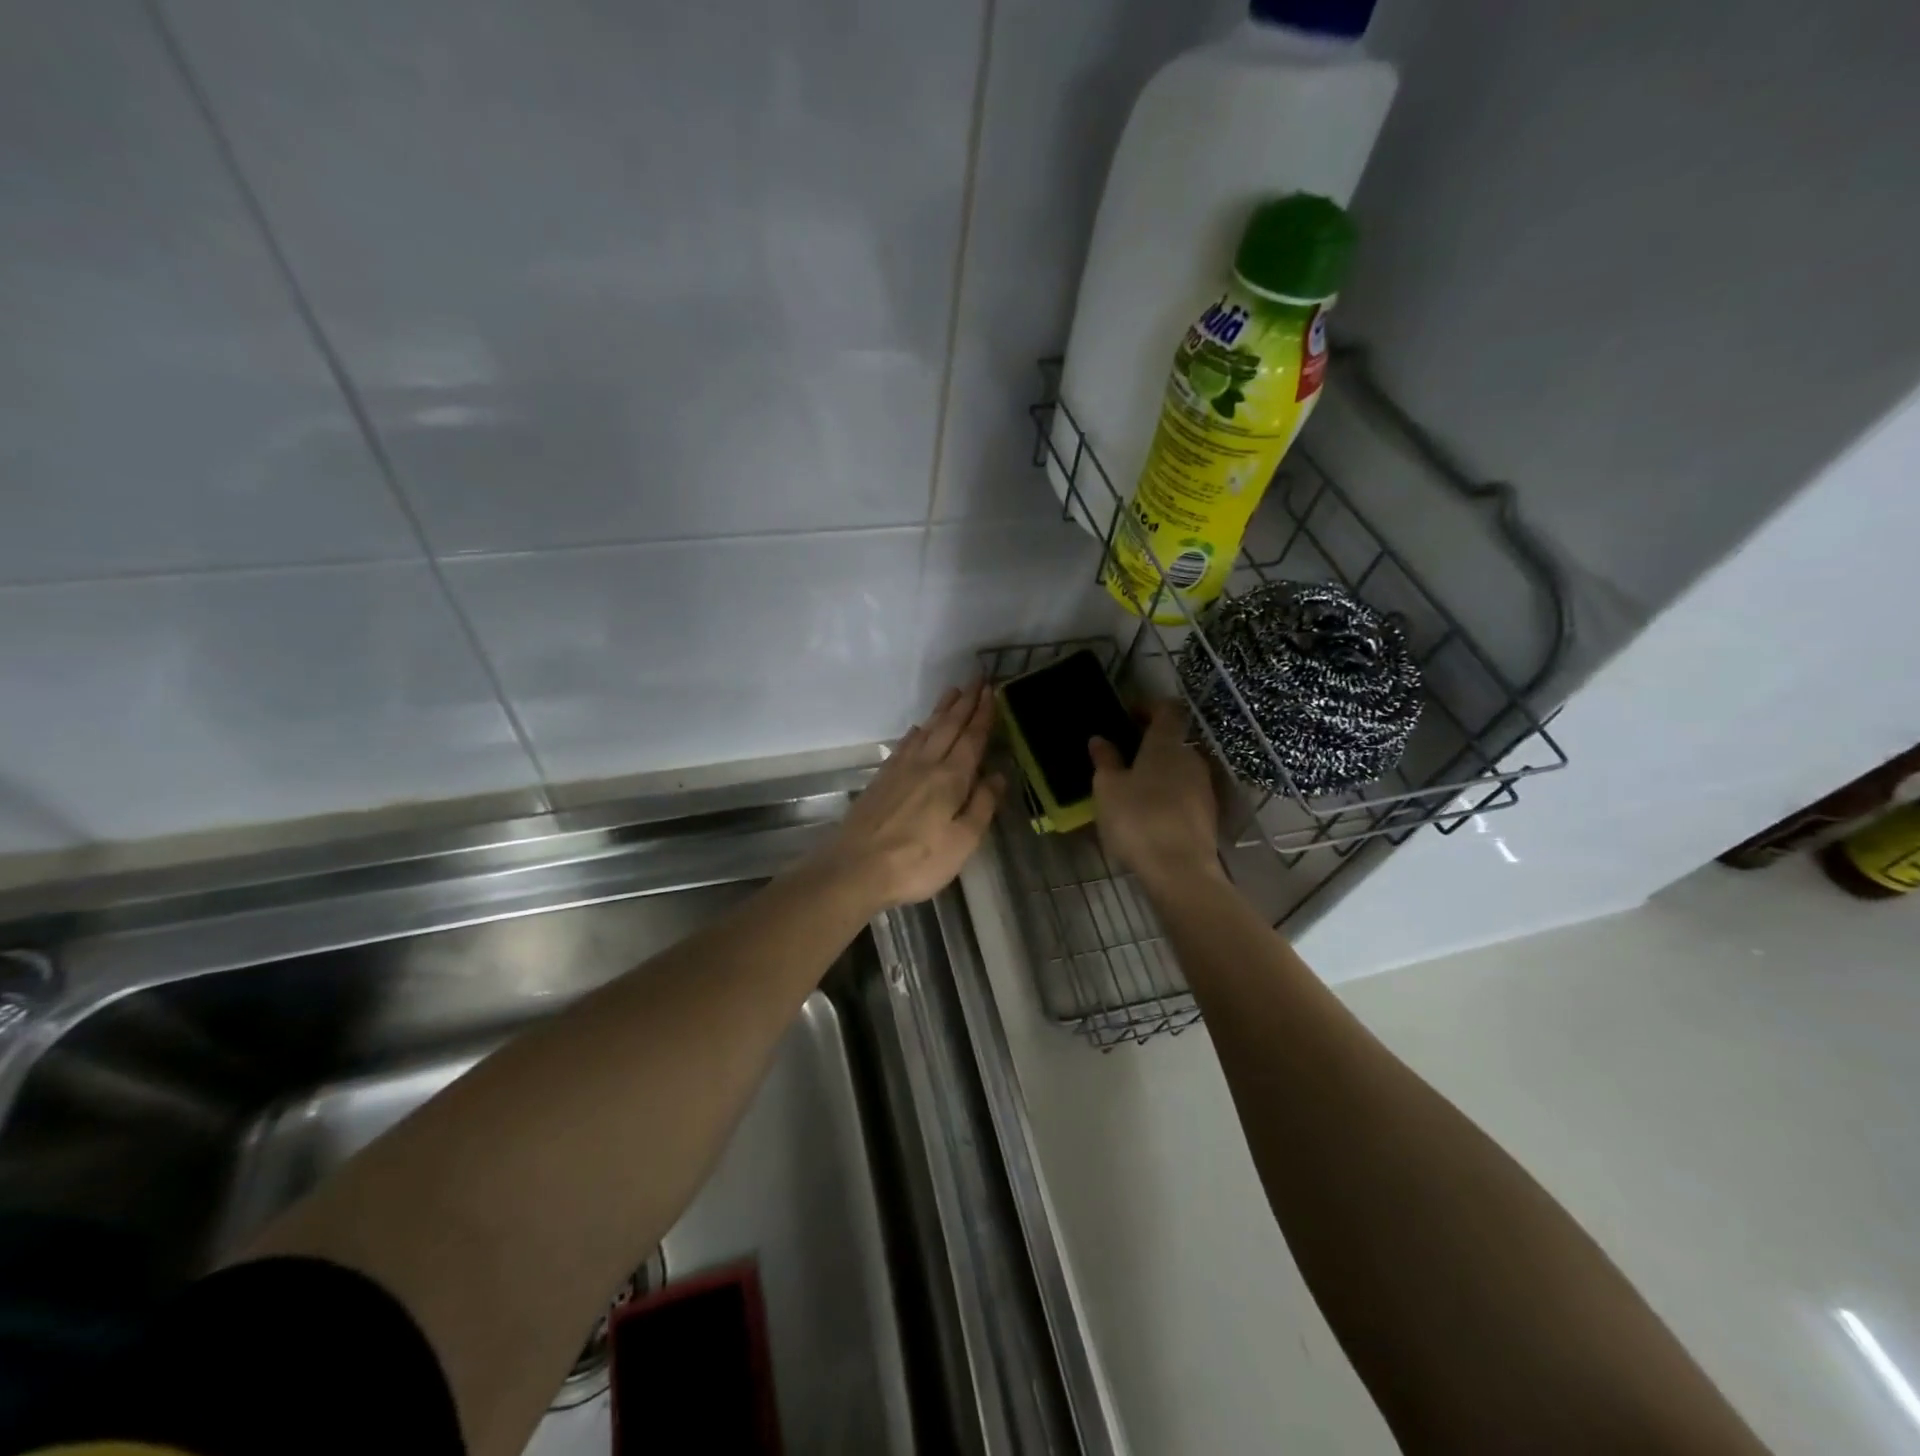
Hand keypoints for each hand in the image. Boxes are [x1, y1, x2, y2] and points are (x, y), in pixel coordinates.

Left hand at [820, 682, 1003, 910]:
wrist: (856, 868)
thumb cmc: (917, 861)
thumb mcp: (963, 841)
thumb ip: (982, 805)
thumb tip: (998, 775)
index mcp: (951, 778)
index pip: (972, 738)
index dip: (983, 714)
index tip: (991, 690)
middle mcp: (926, 764)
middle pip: (949, 727)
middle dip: (964, 702)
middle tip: (976, 679)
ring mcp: (900, 770)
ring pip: (926, 731)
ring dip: (941, 711)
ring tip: (952, 692)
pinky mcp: (881, 780)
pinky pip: (904, 745)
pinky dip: (915, 732)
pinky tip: (917, 729)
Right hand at [1089, 700, 1221, 889]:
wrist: (1180, 870)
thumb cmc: (1137, 820)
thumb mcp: (1108, 789)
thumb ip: (1105, 761)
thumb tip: (1100, 739)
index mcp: (1166, 744)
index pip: (1167, 709)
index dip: (1149, 707)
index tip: (1128, 715)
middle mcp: (1191, 758)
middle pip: (1173, 740)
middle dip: (1150, 744)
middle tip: (1123, 756)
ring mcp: (1204, 787)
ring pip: (1179, 768)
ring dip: (1159, 772)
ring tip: (1133, 788)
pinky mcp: (1208, 813)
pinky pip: (1185, 793)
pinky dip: (1168, 794)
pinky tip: (1149, 812)